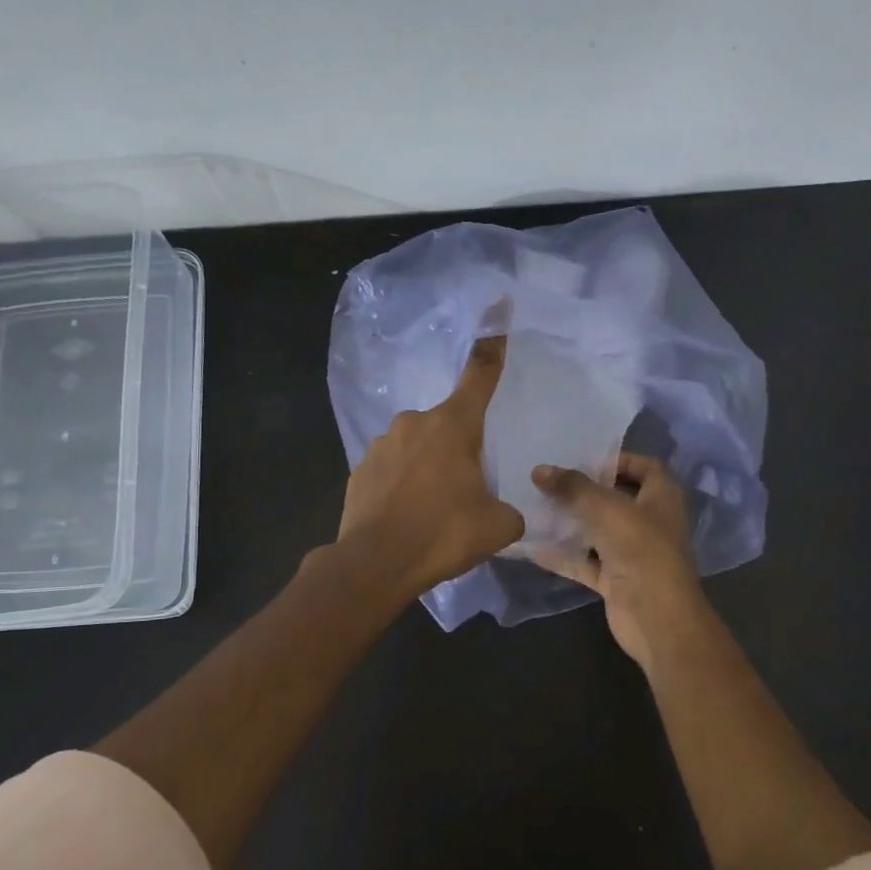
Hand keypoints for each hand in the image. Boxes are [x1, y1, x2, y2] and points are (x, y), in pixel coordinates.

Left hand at [336, 336, 524, 598]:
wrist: (374, 564)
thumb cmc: (442, 534)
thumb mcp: (498, 526)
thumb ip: (511, 509)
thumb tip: (507, 512)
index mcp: (453, 425)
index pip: (480, 373)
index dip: (494, 343)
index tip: (499, 306)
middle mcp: (414, 423)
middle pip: (449, 423)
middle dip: (460, 448)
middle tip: (466, 490)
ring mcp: (381, 444)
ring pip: (418, 448)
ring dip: (429, 468)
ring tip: (434, 511)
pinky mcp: (359, 470)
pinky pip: (393, 469)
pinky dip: (403, 485)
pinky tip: (407, 516)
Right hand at [530, 454, 708, 666]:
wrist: (657, 618)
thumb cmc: (641, 550)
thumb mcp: (606, 509)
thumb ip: (573, 487)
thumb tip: (539, 470)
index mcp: (661, 497)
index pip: (644, 466)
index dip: (617, 459)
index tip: (582, 457)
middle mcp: (649, 521)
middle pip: (615, 498)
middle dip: (584, 490)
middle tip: (549, 480)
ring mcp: (632, 552)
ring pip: (597, 531)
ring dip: (571, 522)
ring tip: (535, 506)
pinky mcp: (615, 579)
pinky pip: (585, 562)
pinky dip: (563, 555)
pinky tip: (533, 546)